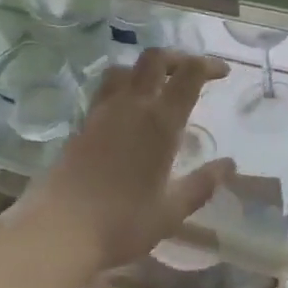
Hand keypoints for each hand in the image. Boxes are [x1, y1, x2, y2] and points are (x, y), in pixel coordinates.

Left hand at [18, 49, 234, 278]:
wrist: (58, 230)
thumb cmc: (122, 222)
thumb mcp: (171, 210)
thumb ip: (202, 184)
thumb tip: (229, 165)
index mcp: (161, 122)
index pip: (189, 73)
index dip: (208, 64)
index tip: (222, 73)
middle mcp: (132, 106)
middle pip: (155, 58)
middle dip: (177, 57)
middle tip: (191, 73)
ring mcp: (102, 112)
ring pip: (125, 68)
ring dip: (145, 68)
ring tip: (158, 87)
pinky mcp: (82, 124)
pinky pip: (105, 89)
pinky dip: (123, 86)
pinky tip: (128, 111)